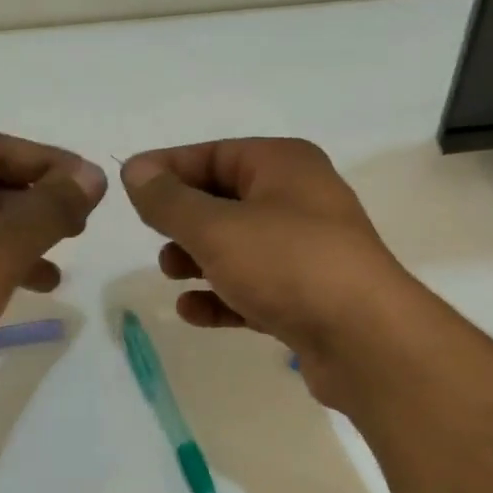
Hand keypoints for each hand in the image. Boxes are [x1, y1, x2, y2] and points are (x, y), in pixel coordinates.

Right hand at [121, 138, 431, 401]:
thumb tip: (136, 170)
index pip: (216, 154)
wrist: (365, 338)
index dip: (169, 168)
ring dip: (202, 259)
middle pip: (228, 200)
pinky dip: (224, 296)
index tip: (128, 187)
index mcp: (285, 165)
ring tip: (170, 274)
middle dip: (186, 220)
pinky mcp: (310, 297)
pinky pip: (256, 289)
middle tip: (155, 239)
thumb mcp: (218, 227)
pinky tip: (192, 312)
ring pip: (241, 248)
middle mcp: (301, 200)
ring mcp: (309, 252)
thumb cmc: (289, 264)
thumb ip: (170, 201)